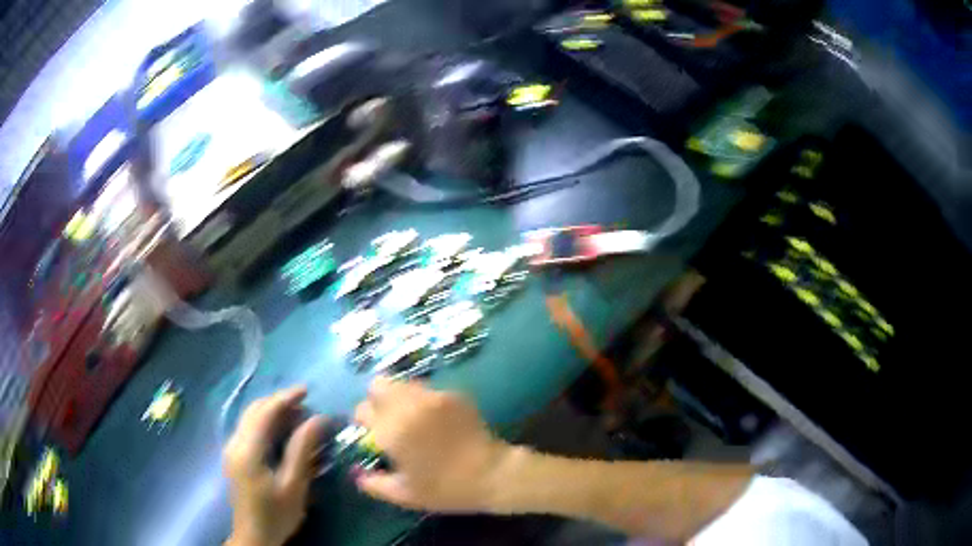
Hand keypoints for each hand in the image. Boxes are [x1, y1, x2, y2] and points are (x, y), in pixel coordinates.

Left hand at [223, 386, 324, 545]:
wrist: (254, 537)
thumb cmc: (276, 514)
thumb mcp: (293, 484)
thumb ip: (302, 450)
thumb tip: (318, 419)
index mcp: (247, 449)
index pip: (264, 412)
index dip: (285, 398)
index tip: (307, 390)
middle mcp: (235, 443)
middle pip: (254, 410)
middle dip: (279, 402)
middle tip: (305, 404)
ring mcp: (232, 449)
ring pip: (250, 419)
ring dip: (272, 412)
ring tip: (298, 417)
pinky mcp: (235, 457)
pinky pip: (249, 430)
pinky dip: (266, 424)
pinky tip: (282, 433)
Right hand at [353, 377, 511, 511]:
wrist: (492, 474)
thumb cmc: (445, 489)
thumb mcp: (404, 495)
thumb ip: (373, 483)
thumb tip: (357, 472)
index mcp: (391, 430)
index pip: (361, 410)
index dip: (364, 422)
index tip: (372, 434)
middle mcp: (408, 406)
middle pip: (378, 385)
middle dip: (377, 400)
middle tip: (388, 420)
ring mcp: (433, 396)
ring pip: (402, 383)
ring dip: (399, 397)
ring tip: (411, 418)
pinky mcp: (453, 394)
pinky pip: (427, 389)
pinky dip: (422, 400)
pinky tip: (435, 420)